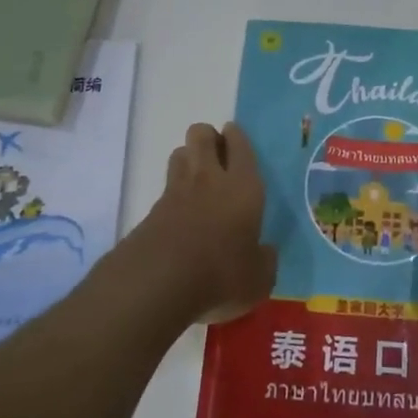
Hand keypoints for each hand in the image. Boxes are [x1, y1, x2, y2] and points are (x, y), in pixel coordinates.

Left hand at [133, 122, 275, 323]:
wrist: (158, 283)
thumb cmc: (221, 275)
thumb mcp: (258, 279)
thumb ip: (265, 261)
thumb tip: (265, 252)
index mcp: (243, 187)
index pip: (240, 145)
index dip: (237, 137)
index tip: (236, 138)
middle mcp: (209, 179)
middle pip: (202, 134)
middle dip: (209, 138)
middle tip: (219, 158)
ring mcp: (176, 191)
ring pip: (180, 153)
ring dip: (189, 158)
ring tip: (199, 180)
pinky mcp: (152, 210)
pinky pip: (166, 186)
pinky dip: (174, 191)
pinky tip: (181, 213)